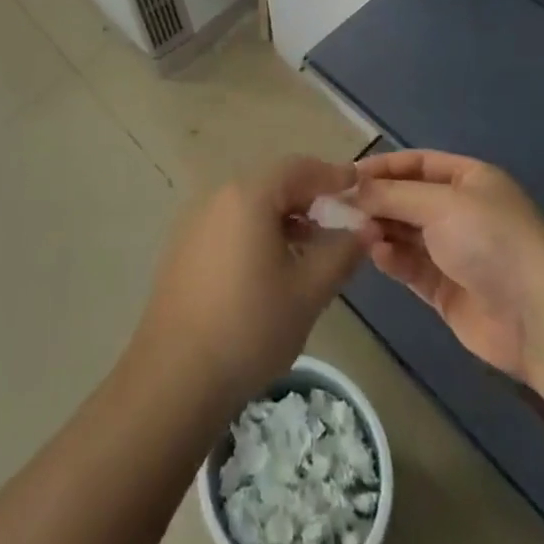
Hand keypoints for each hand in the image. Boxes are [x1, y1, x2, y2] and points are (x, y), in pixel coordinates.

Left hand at [127, 157, 377, 413]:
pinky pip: (229, 225)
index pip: (297, 168)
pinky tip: (272, 266)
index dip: (330, 175)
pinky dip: (257, 232)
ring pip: (249, 205)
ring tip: (311, 246)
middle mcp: (218, 197)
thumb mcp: (308, 292)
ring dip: (283, 217)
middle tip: (338, 219)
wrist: (176, 376)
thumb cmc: (251, 327)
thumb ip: (341, 253)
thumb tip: (366, 227)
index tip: (357, 185)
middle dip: (308, 197)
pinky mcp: (183, 248)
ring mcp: (195, 222)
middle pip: (272, 183)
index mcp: (248, 196)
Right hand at [353, 149, 543, 379]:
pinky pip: (411, 267)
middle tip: (339, 207)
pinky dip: (392, 259)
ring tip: (355, 231)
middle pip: (407, 199)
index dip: (382, 167)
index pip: (416, 164)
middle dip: (376, 202)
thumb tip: (350, 189)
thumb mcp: (440, 204)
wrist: (539, 317)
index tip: (346, 176)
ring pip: (405, 234)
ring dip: (380, 230)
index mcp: (469, 180)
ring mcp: (454, 252)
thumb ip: (392, 195)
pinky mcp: (446, 290)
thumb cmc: (491, 240)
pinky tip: (376, 255)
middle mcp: (461, 211)